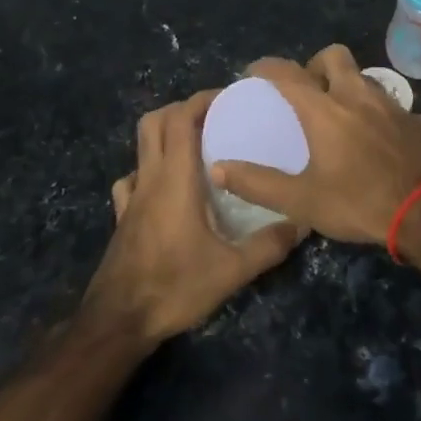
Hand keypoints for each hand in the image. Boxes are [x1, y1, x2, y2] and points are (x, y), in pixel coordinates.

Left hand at [83, 91, 302, 341]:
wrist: (118, 321)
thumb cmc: (174, 286)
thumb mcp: (231, 271)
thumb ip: (268, 246)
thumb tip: (301, 223)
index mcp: (175, 178)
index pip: (180, 118)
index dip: (202, 100)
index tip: (229, 99)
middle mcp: (150, 178)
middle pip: (154, 121)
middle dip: (182, 110)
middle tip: (213, 119)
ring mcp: (131, 197)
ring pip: (140, 147)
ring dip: (164, 135)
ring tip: (194, 147)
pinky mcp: (122, 218)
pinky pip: (131, 180)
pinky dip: (146, 171)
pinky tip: (163, 187)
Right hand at [208, 45, 420, 245]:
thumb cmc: (361, 203)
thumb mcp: (302, 201)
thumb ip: (259, 183)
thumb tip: (219, 169)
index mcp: (326, 110)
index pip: (288, 73)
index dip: (268, 66)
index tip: (255, 70)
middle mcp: (359, 96)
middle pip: (335, 56)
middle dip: (317, 64)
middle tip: (309, 90)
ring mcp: (395, 106)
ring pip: (367, 80)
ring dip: (351, 89)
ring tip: (344, 118)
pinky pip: (397, 110)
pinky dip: (384, 119)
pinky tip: (384, 144)